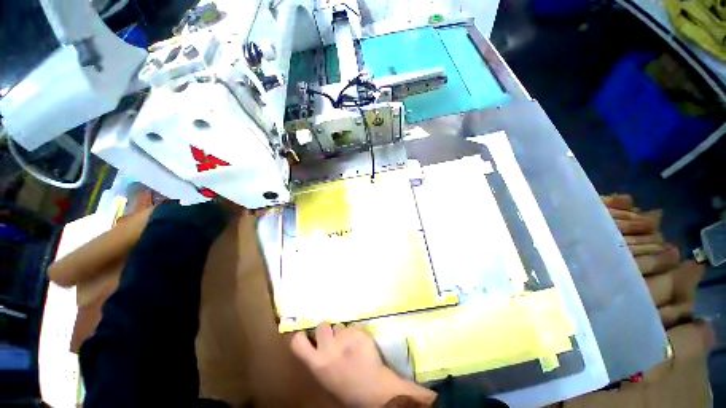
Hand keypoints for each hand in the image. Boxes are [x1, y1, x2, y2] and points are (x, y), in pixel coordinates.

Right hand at [290, 323, 435, 406]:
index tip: (307, 334)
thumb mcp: (324, 377)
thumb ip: (317, 359)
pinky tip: (361, 344)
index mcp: (317, 363)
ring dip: (343, 332)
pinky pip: (353, 326)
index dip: (301, 335)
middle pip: (322, 325)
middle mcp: (328, 347)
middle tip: (334, 338)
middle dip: (327, 330)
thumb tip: (315, 343)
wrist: (373, 390)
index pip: (297, 342)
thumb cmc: (346, 388)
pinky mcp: (359, 331)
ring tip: (350, 344)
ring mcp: (345, 337)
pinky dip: (356, 333)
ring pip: (340, 325)